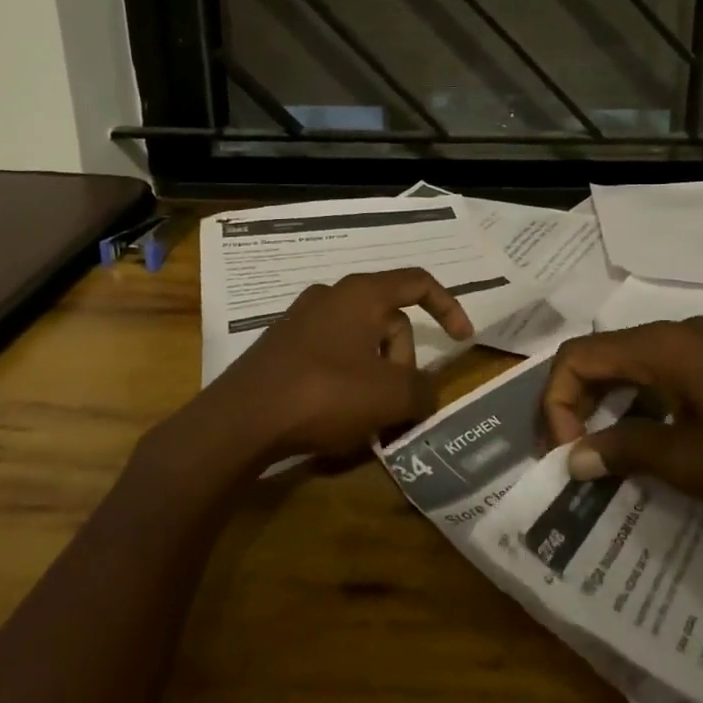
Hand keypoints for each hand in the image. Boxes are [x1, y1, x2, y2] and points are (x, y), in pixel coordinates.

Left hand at [202, 269, 473, 462]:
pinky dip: (345, 382)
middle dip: (401, 362)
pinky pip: (331, 357)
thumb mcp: (390, 397)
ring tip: (365, 419)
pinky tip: (335, 418)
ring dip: (374, 377)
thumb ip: (423, 391)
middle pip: (389, 321)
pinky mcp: (281, 347)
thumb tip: (426, 392)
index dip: (448, 307)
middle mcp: (331, 296)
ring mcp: (301, 320)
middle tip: (394, 405)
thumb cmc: (325, 394)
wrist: (241, 419)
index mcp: (361, 294)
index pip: (418, 283)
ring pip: (360, 343)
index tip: (462, 341)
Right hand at [543, 317, 702, 520]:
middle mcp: (680, 332)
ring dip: (612, 405)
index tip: (570, 456)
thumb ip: (624, 452)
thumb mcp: (689, 462)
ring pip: (636, 364)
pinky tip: (661, 442)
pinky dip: (647, 402)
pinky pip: (669, 372)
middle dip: (578, 404)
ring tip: (614, 456)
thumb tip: (575, 458)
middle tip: (578, 456)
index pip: (579, 358)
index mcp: (661, 346)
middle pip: (604, 356)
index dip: (557, 404)